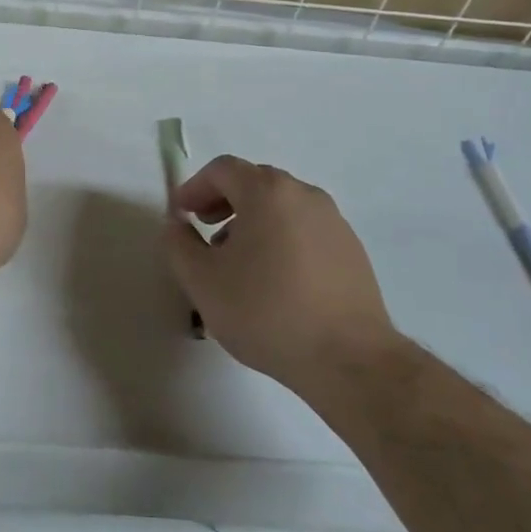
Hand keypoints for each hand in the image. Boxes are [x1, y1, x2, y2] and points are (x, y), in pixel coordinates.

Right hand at [165, 156, 398, 390]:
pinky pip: (305, 229)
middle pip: (254, 182)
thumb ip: (178, 244)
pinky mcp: (352, 250)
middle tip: (206, 231)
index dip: (195, 187)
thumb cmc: (267, 313)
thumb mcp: (203, 282)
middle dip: (224, 201)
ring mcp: (334, 221)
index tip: (182, 214)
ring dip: (253, 221)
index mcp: (267, 192)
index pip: (222, 169)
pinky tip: (276, 280)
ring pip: (282, 206)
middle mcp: (304, 194)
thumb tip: (177, 224)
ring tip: (239, 262)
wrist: (350, 361)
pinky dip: (282, 238)